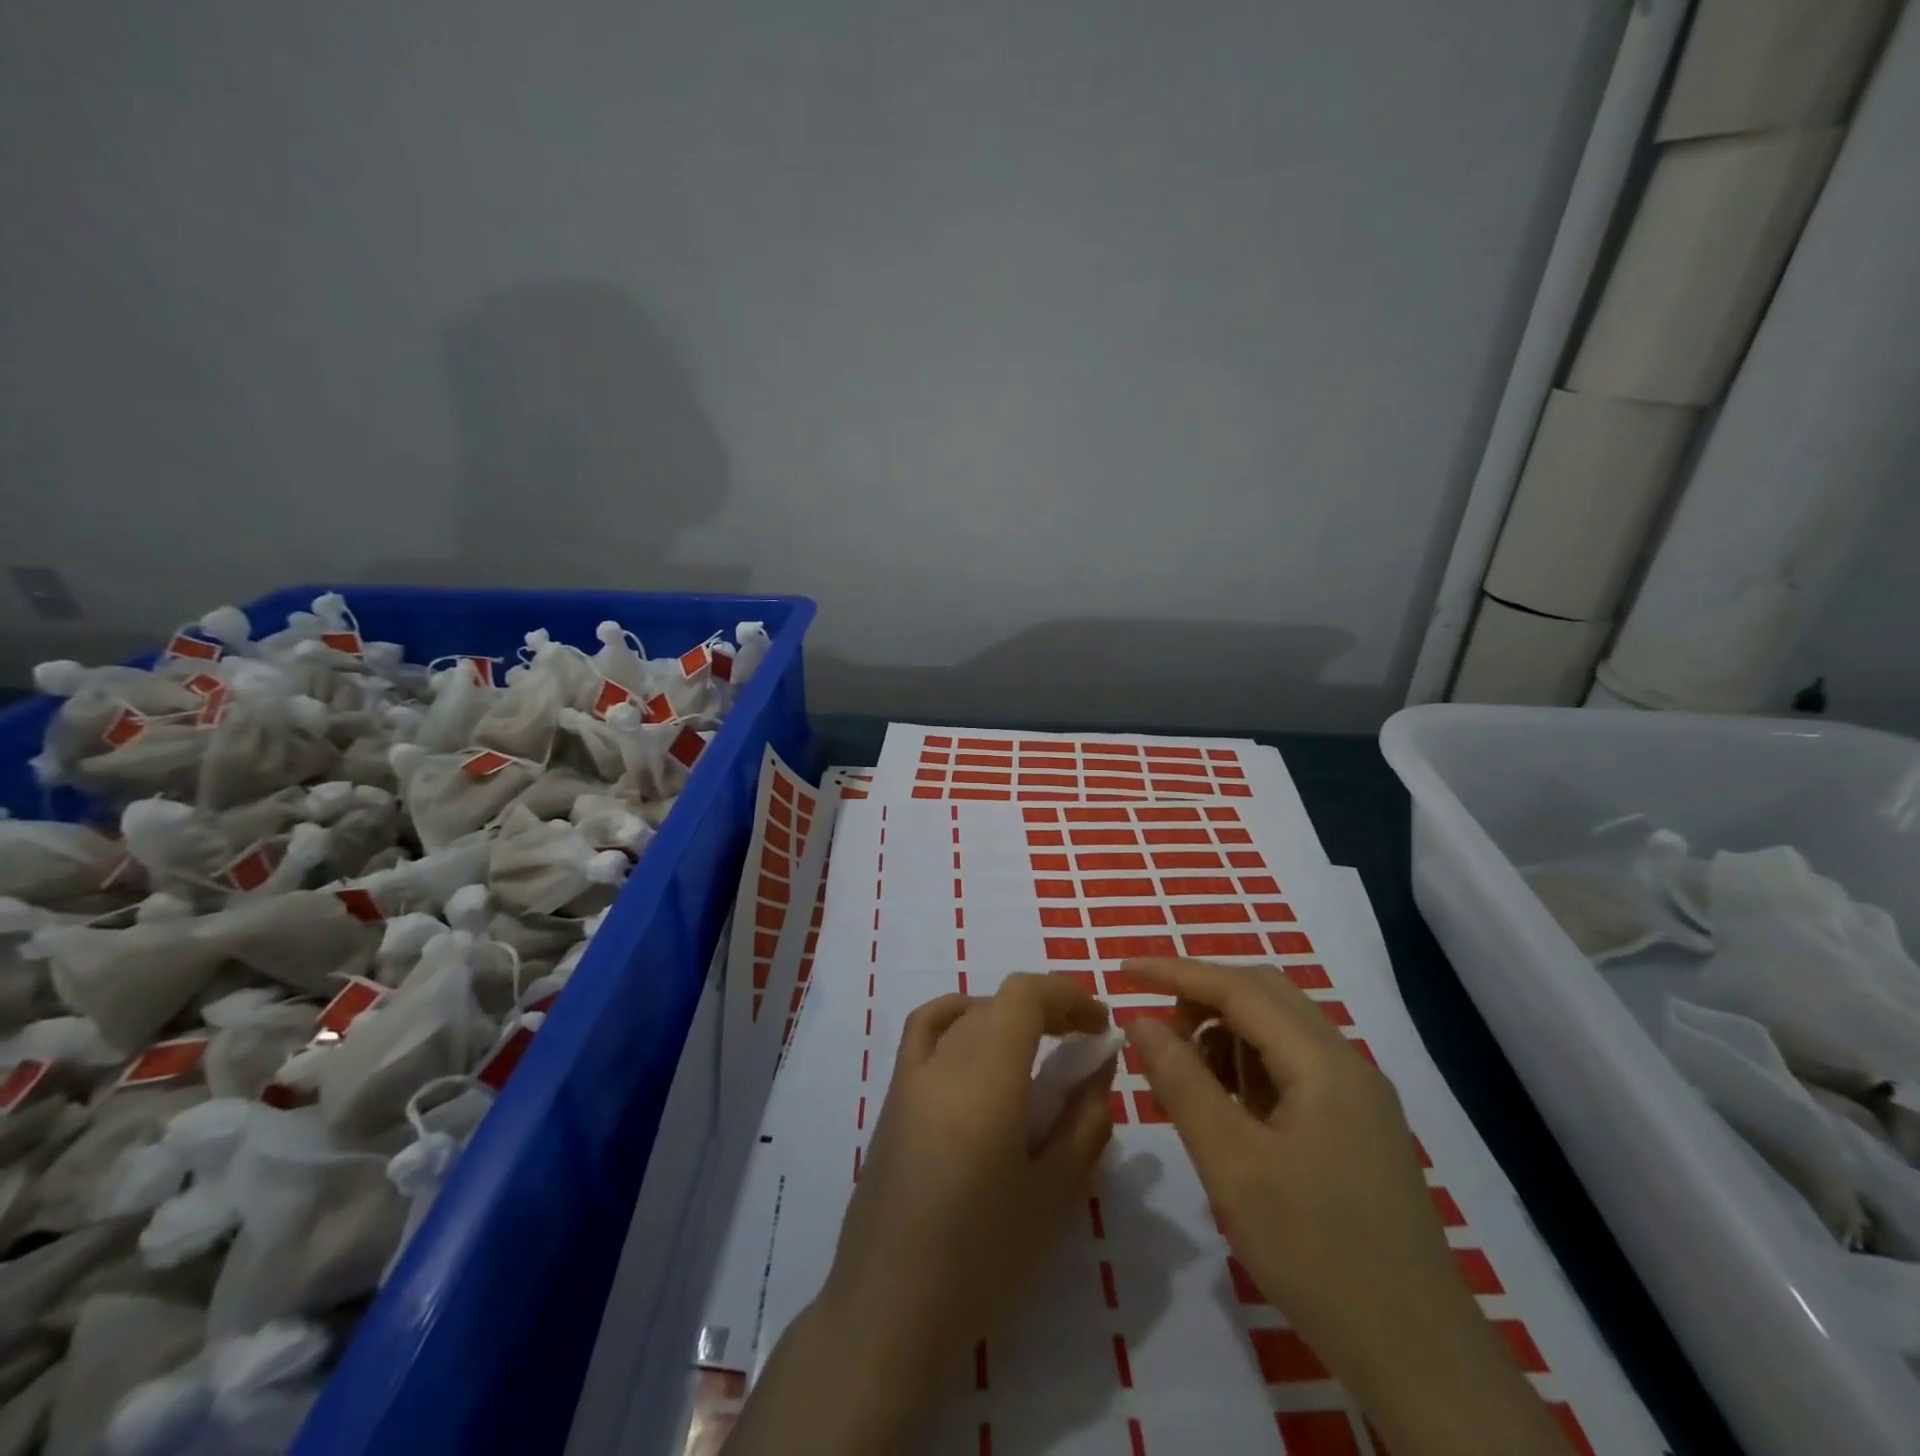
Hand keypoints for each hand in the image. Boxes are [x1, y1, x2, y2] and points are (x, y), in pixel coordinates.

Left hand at [729, 974, 1114, 1455]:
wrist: (891, 1309)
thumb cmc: (983, 1259)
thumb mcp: (1055, 1195)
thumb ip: (1084, 1120)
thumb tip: (1099, 1065)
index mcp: (985, 1079)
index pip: (1024, 995)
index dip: (1066, 994)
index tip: (1100, 1023)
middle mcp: (944, 1061)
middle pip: (999, 1003)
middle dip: (1047, 1009)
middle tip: (1082, 1044)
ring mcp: (910, 1075)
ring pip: (967, 1015)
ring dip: (1008, 1015)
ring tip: (1039, 1048)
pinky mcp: (892, 1096)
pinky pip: (924, 1030)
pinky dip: (957, 1016)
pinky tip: (977, 1044)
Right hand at [1122, 957, 1570, 1455]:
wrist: (1419, 1358)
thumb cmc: (1316, 1253)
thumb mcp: (1231, 1165)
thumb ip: (1181, 1081)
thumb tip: (1141, 1019)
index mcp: (1322, 1061)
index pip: (1237, 987)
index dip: (1174, 972)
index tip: (1122, 970)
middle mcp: (1346, 1062)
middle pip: (1263, 995)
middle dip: (1202, 999)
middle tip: (1157, 1034)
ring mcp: (1358, 1095)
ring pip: (1279, 1029)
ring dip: (1226, 1035)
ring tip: (1188, 1081)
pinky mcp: (1358, 1126)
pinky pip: (1293, 1067)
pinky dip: (1250, 1068)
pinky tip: (1230, 1112)